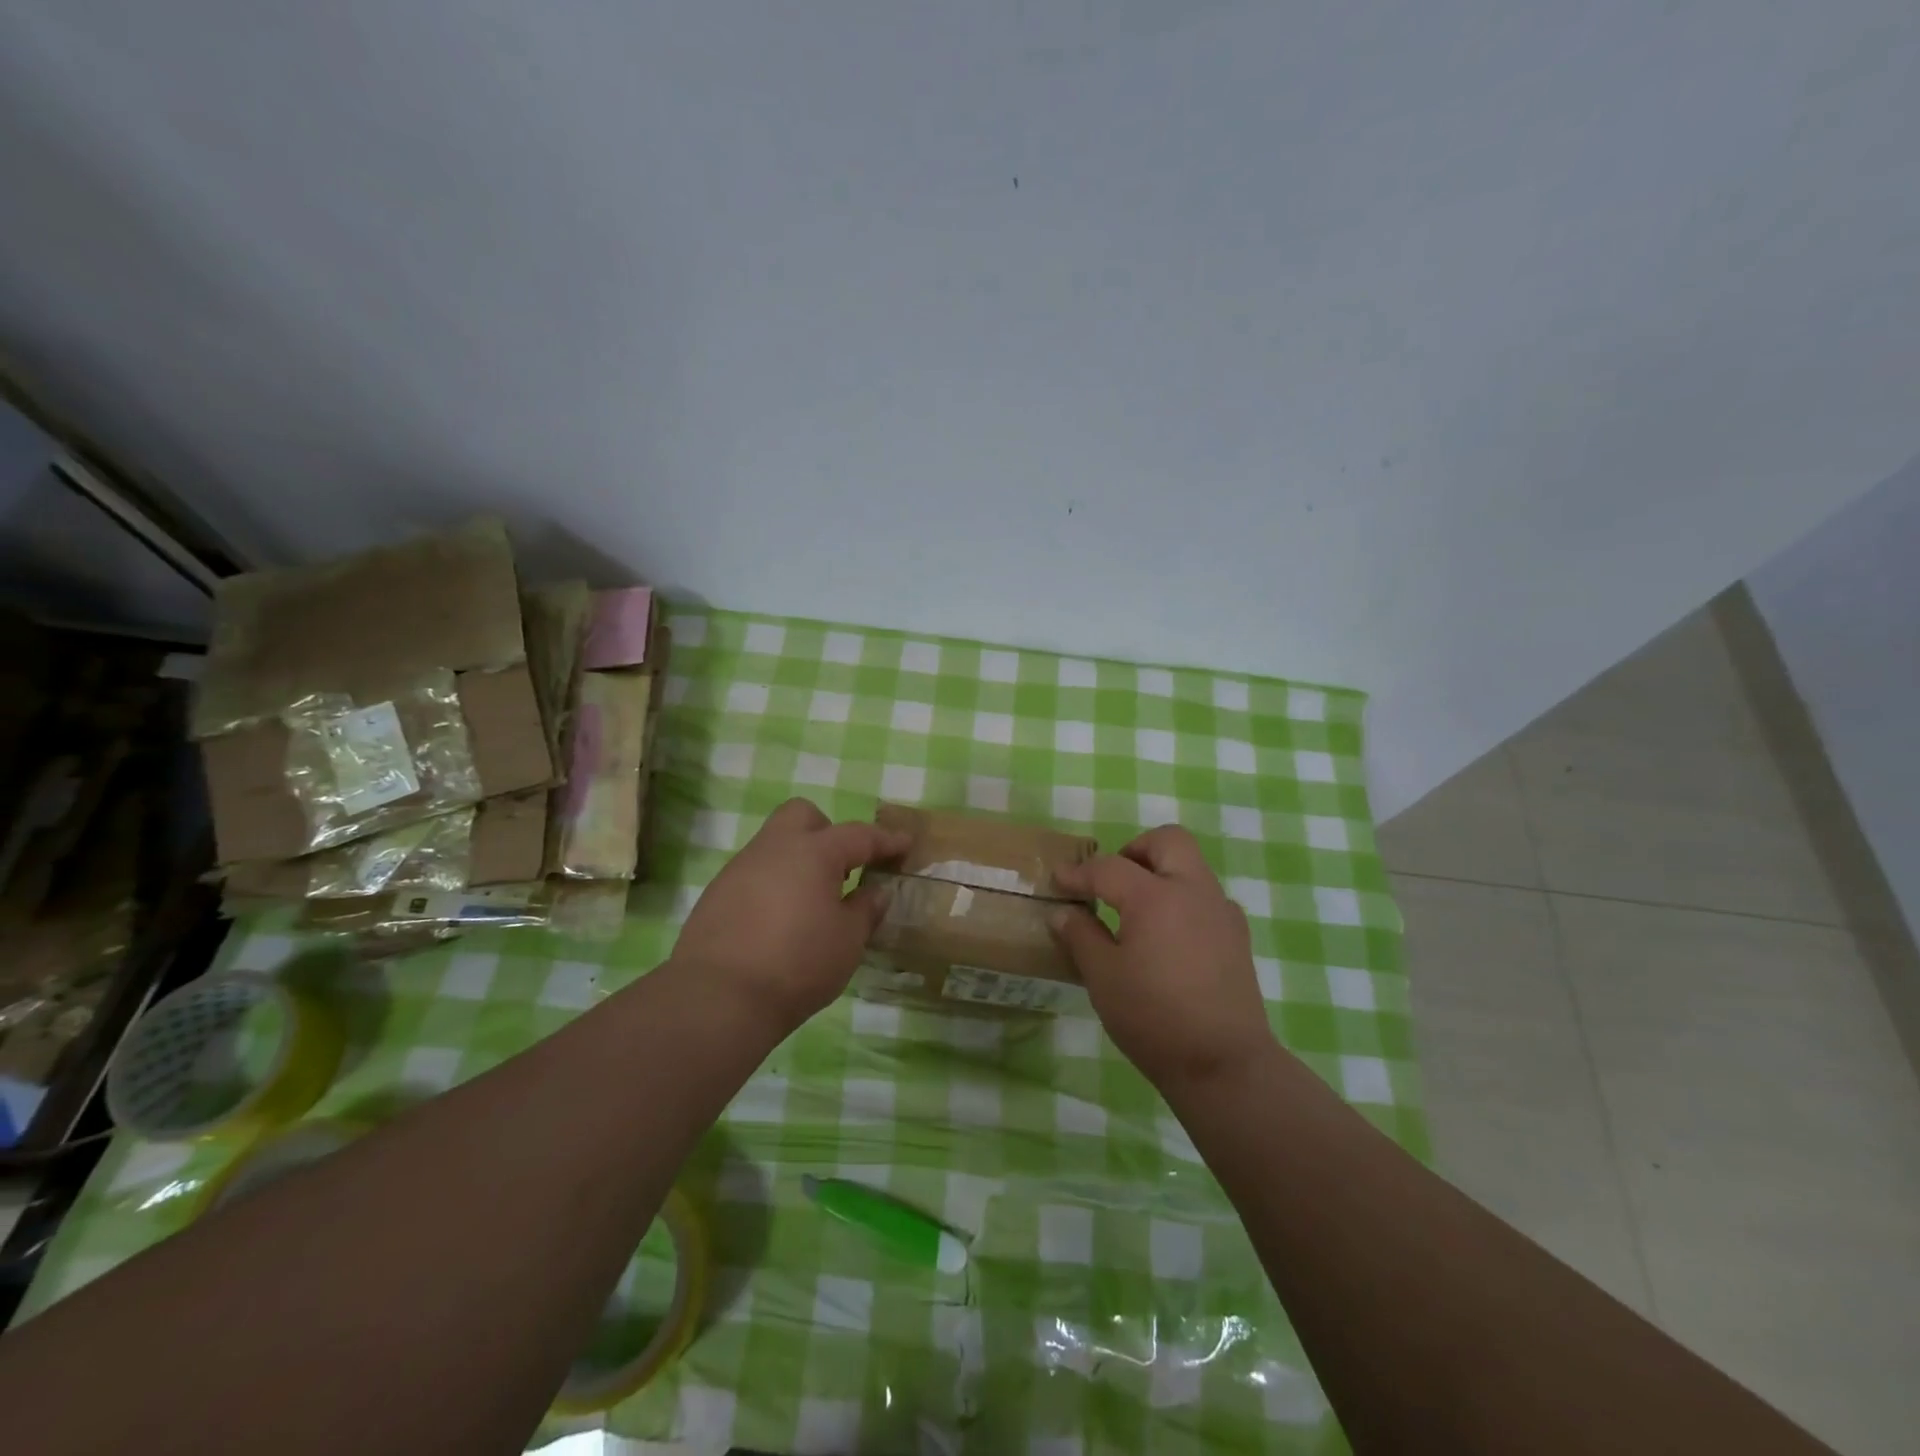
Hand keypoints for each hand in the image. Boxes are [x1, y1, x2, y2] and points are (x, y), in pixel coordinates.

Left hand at [672, 799, 908, 1029]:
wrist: (718, 997)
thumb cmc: (798, 963)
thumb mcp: (848, 941)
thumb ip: (865, 909)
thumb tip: (876, 891)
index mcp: (814, 852)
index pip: (859, 835)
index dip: (886, 840)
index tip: (905, 844)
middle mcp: (774, 848)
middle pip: (803, 816)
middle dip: (828, 831)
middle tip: (843, 868)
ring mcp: (740, 868)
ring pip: (774, 844)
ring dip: (798, 861)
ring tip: (812, 901)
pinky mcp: (716, 894)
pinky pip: (754, 874)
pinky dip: (773, 885)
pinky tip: (779, 920)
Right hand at [1050, 825, 1276, 1091]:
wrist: (1224, 1064)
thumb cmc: (1154, 1018)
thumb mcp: (1103, 978)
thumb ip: (1081, 936)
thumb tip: (1063, 913)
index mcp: (1155, 897)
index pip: (1109, 868)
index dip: (1079, 873)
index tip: (1058, 881)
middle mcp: (1193, 891)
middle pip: (1168, 841)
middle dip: (1134, 850)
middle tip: (1111, 881)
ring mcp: (1221, 912)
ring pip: (1191, 866)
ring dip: (1161, 873)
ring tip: (1136, 911)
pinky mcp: (1237, 936)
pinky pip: (1206, 898)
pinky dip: (1182, 900)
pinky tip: (1168, 937)